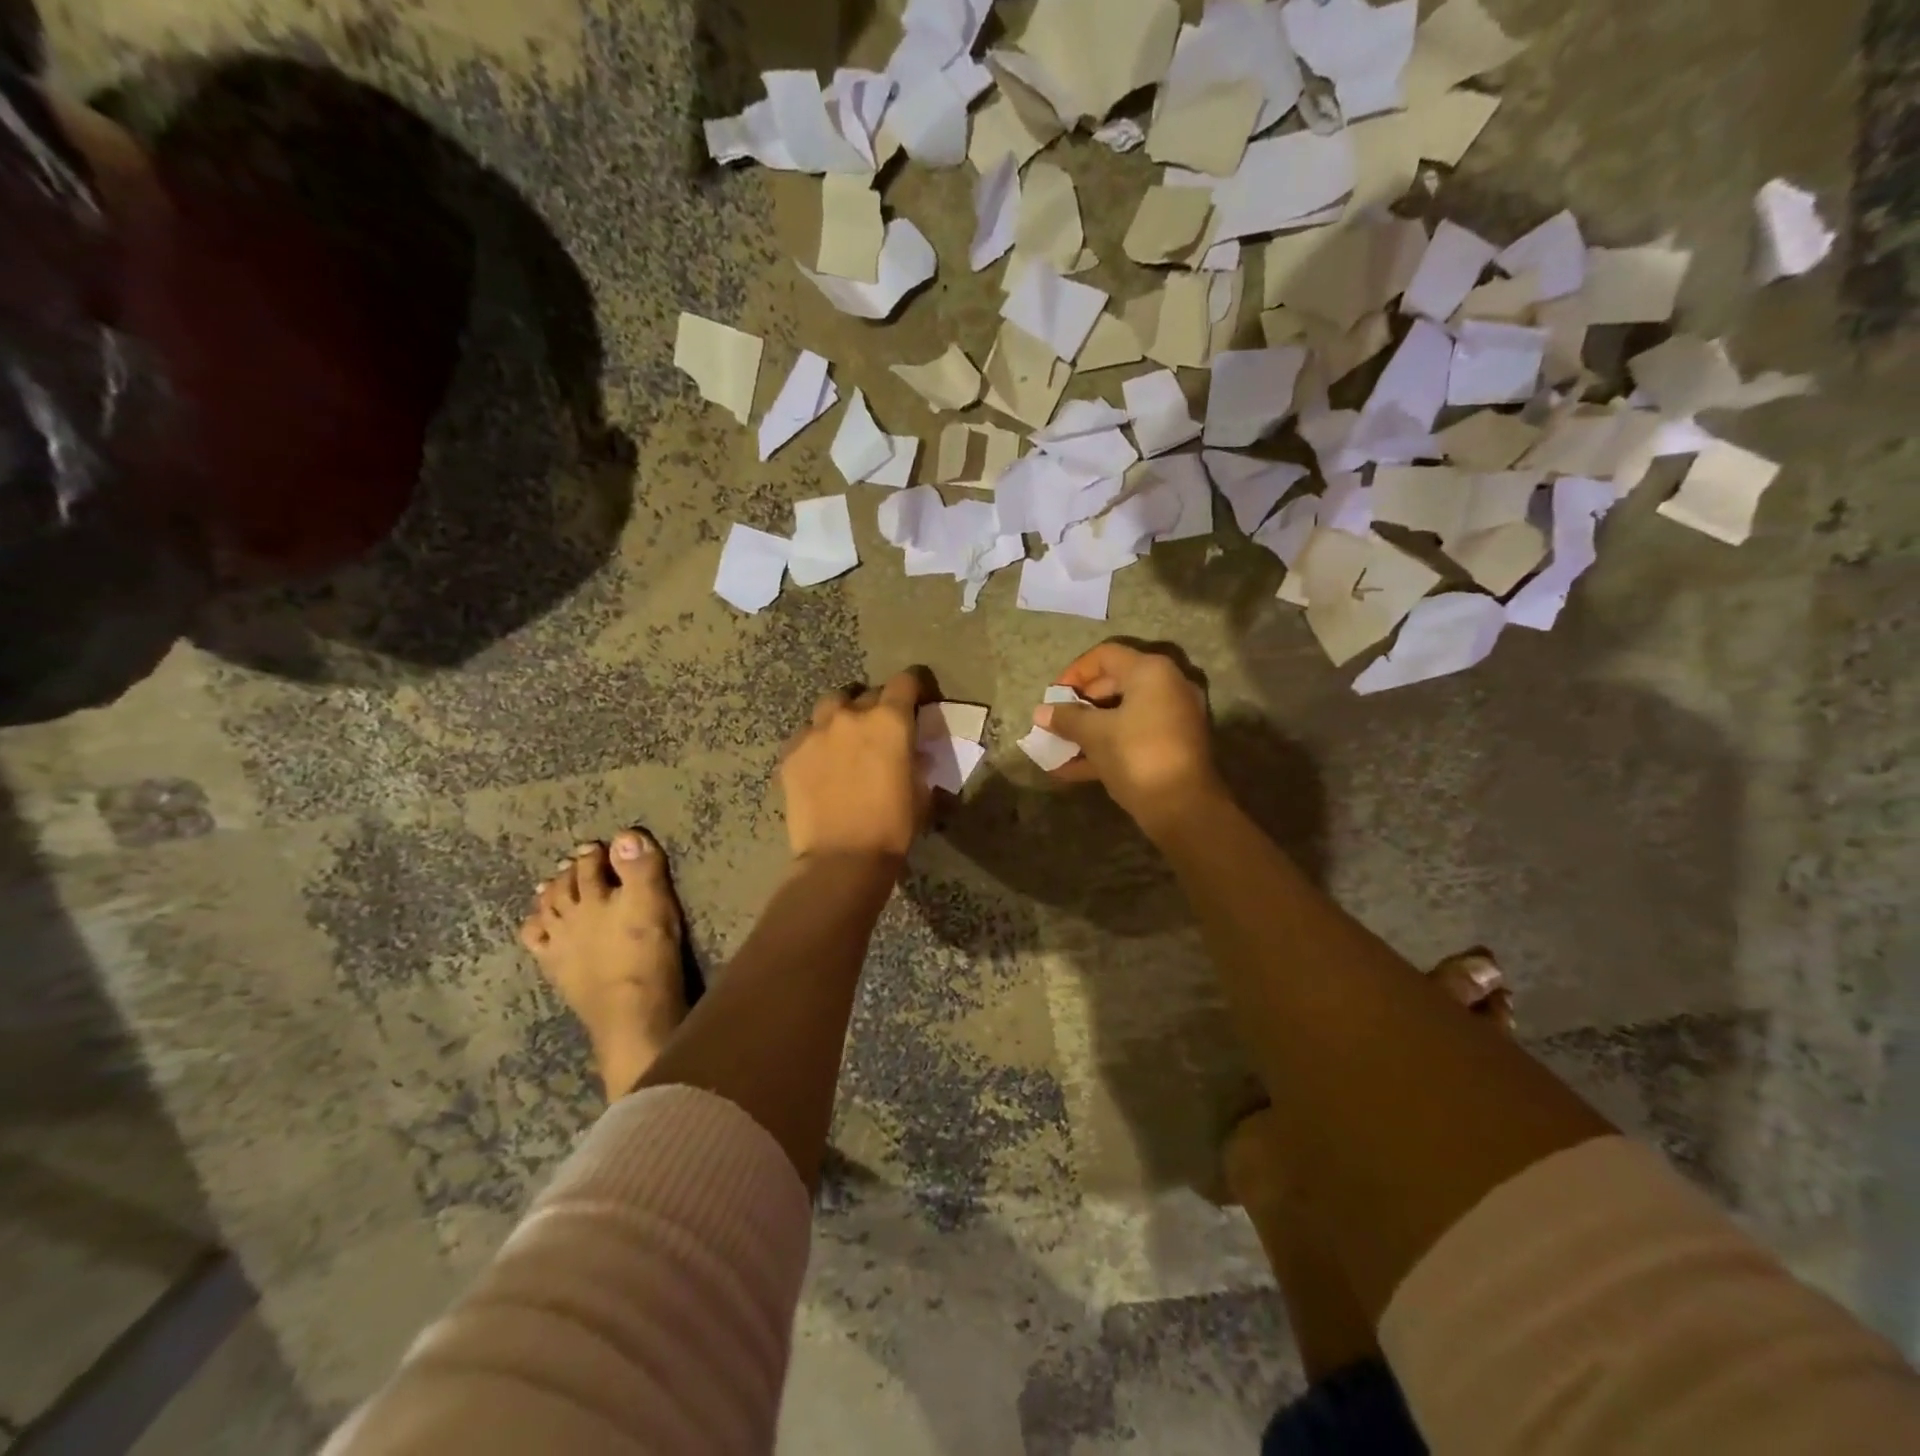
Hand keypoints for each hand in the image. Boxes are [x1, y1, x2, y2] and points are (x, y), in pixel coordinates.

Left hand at [780, 669, 930, 861]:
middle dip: (877, 706)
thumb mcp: (921, 791)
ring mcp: (815, 731)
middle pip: (867, 693)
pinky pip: (805, 734)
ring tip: (845, 738)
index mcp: (889, 720)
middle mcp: (851, 716)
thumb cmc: (893, 827)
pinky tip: (820, 763)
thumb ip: (916, 760)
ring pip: (831, 706)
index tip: (918, 700)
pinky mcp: (790, 753)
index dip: (915, 686)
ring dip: (842, 716)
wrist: (841, 858)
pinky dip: (816, 741)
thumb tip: (913, 752)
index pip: (906, 681)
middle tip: (880, 731)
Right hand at [1034, 642, 1220, 833]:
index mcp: (1151, 672)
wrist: (1184, 808)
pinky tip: (1071, 770)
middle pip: (1114, 684)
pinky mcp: (1172, 745)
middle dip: (1079, 705)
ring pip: (1122, 714)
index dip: (1074, 673)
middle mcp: (1167, 686)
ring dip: (1089, 729)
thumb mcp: (1095, 735)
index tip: (1053, 697)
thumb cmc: (1137, 756)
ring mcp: (1173, 717)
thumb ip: (1067, 719)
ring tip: (1058, 747)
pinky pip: (1132, 736)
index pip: (1104, 656)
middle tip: (1055, 722)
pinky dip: (1106, 747)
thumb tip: (1040, 712)